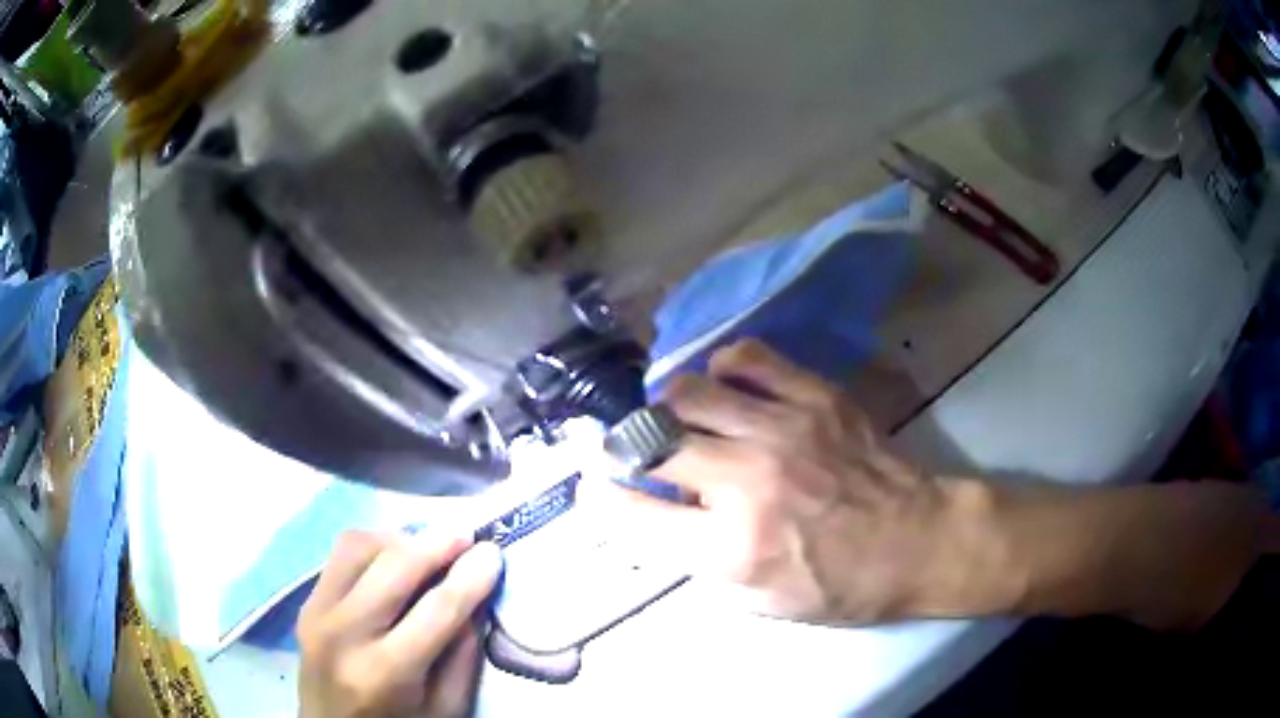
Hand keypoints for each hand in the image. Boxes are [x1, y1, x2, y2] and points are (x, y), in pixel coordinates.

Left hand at [297, 531, 502, 717]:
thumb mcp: (445, 707)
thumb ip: (463, 655)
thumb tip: (474, 598)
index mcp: (386, 672)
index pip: (437, 609)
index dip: (470, 577)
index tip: (493, 552)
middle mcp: (345, 633)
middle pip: (395, 566)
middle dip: (437, 544)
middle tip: (467, 538)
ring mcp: (317, 612)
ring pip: (360, 546)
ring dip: (401, 540)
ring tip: (429, 551)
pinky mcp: (306, 602)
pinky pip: (341, 555)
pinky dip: (374, 548)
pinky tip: (394, 561)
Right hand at [599, 339, 984, 622]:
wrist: (918, 541)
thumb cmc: (841, 586)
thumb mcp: (760, 603)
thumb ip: (697, 563)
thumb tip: (652, 518)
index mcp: (731, 548)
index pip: (632, 513)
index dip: (601, 498)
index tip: (597, 488)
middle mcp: (747, 483)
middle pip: (650, 445)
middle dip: (628, 450)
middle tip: (636, 454)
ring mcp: (783, 430)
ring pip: (688, 393)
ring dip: (668, 409)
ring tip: (678, 420)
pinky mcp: (815, 397)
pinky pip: (747, 358)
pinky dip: (723, 370)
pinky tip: (726, 389)